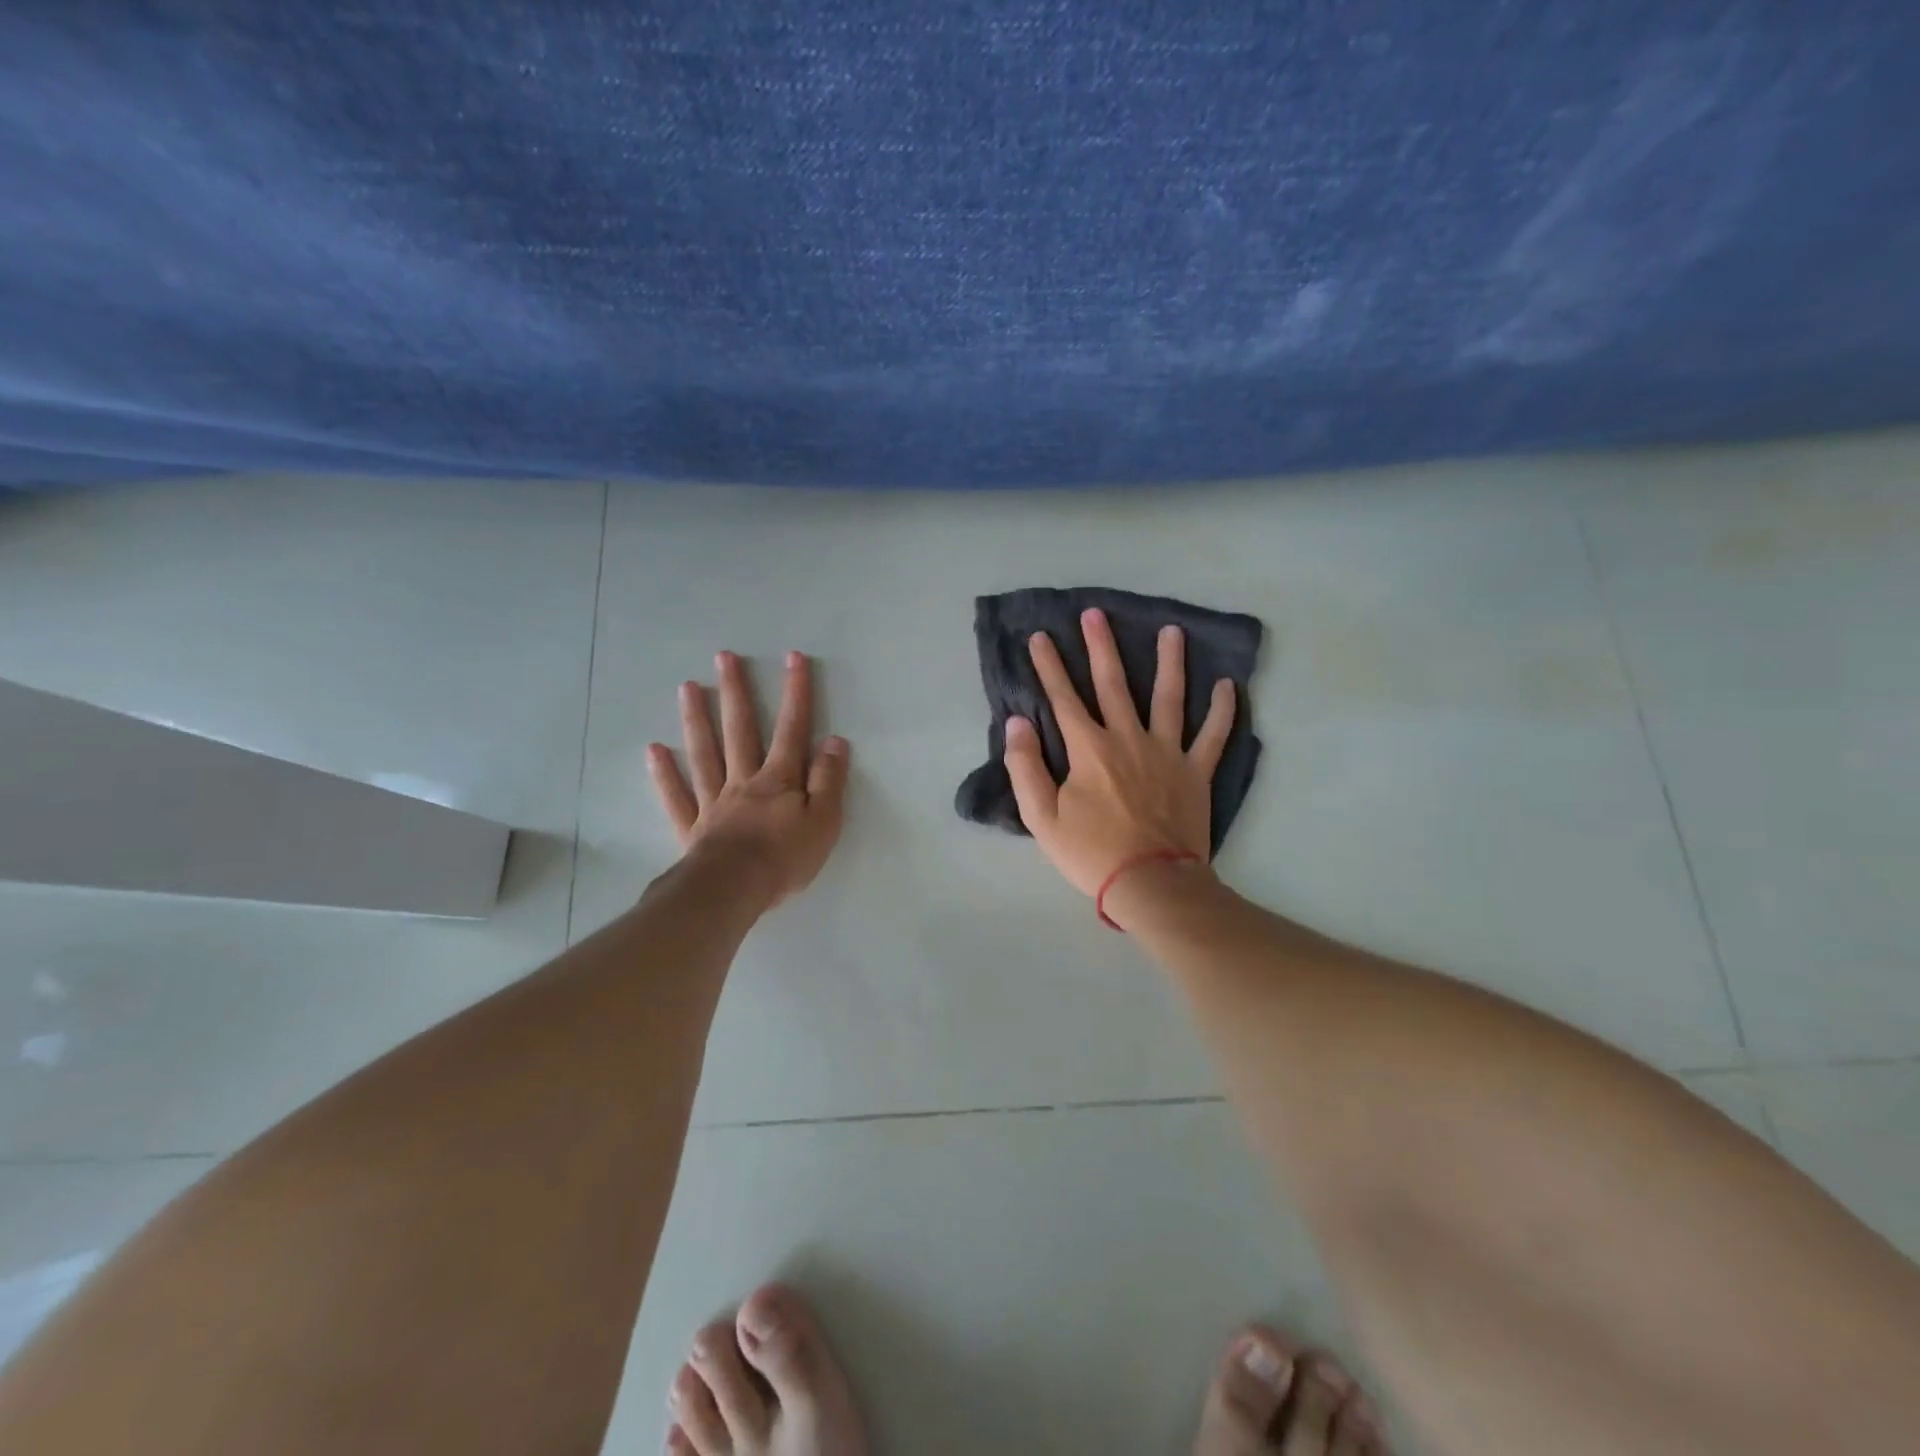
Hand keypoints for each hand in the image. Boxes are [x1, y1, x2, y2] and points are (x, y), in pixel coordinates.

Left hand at [647, 650, 849, 907]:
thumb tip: (834, 741)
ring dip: (697, 719)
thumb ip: (829, 780)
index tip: (793, 658)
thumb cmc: (785, 858)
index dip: (795, 693)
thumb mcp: (824, 820)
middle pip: (740, 730)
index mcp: (779, 780)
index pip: (792, 729)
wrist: (734, 890)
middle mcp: (744, 781)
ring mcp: (714, 801)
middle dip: (736, 692)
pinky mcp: (693, 826)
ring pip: (704, 753)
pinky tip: (654, 750)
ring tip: (688, 686)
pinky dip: (665, 773)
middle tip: (725, 657)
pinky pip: (677, 795)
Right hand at [1005, 608, 1235, 899]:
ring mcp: (1167, 752)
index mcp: (1089, 749)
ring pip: (1169, 697)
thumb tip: (1017, 723)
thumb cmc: (1091, 853)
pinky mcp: (1196, 772)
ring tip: (1172, 631)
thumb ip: (1025, 767)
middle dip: (1101, 646)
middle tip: (1096, 614)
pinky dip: (1223, 711)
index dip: (1049, 666)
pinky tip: (1228, 685)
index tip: (1040, 637)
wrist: (1150, 883)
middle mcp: (1128, 738)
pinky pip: (1213, 736)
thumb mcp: (1041, 817)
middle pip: (1113, 683)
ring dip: (1170, 662)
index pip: (1064, 698)